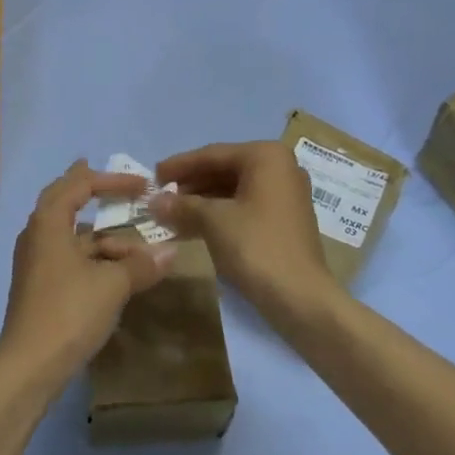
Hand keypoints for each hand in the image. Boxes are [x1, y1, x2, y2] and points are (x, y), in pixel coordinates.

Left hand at [0, 161, 177, 394]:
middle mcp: (37, 234)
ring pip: (70, 235)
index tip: (141, 185)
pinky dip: (92, 258)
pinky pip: (68, 257)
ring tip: (137, 251)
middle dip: (88, 190)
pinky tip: (116, 273)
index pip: (79, 185)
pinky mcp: (39, 286)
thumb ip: (141, 265)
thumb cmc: (69, 312)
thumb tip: (171, 251)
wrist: (29, 367)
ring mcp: (35, 262)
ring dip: (101, 237)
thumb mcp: (112, 285)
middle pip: (63, 200)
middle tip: (108, 180)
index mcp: (48, 222)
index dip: (112, 180)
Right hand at [152, 141, 335, 318]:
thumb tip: (153, 202)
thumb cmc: (256, 247)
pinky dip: (218, 215)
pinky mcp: (284, 220)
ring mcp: (285, 195)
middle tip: (159, 196)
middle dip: (190, 185)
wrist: (302, 299)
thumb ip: (182, 205)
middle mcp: (280, 168)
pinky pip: (244, 207)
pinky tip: (191, 227)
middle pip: (223, 170)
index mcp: (266, 156)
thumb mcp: (213, 221)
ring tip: (170, 214)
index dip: (179, 165)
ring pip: (232, 190)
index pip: (212, 154)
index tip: (152, 175)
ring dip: (200, 202)